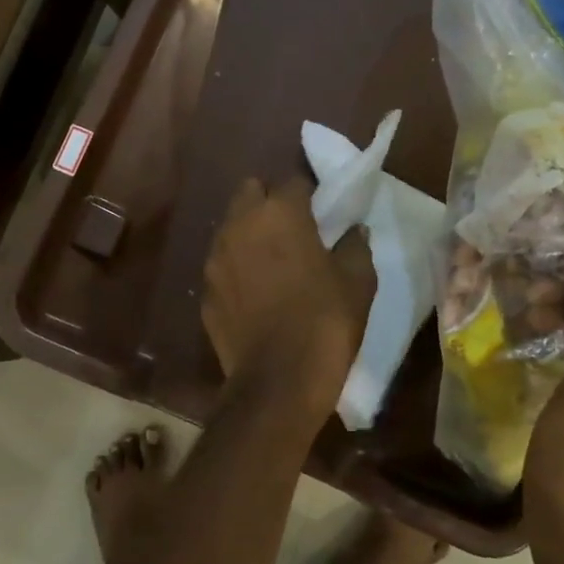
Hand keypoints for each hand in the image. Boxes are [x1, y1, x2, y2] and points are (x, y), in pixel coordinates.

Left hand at [203, 176, 374, 410]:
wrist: (279, 381)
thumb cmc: (325, 322)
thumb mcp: (358, 281)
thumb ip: (354, 246)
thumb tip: (353, 231)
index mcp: (279, 213)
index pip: (293, 181)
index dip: (309, 195)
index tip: (321, 214)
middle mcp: (239, 226)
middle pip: (250, 192)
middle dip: (269, 202)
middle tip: (292, 229)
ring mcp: (216, 259)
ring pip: (230, 228)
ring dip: (249, 234)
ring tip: (272, 262)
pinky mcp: (205, 292)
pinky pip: (222, 267)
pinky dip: (236, 270)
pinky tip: (255, 295)